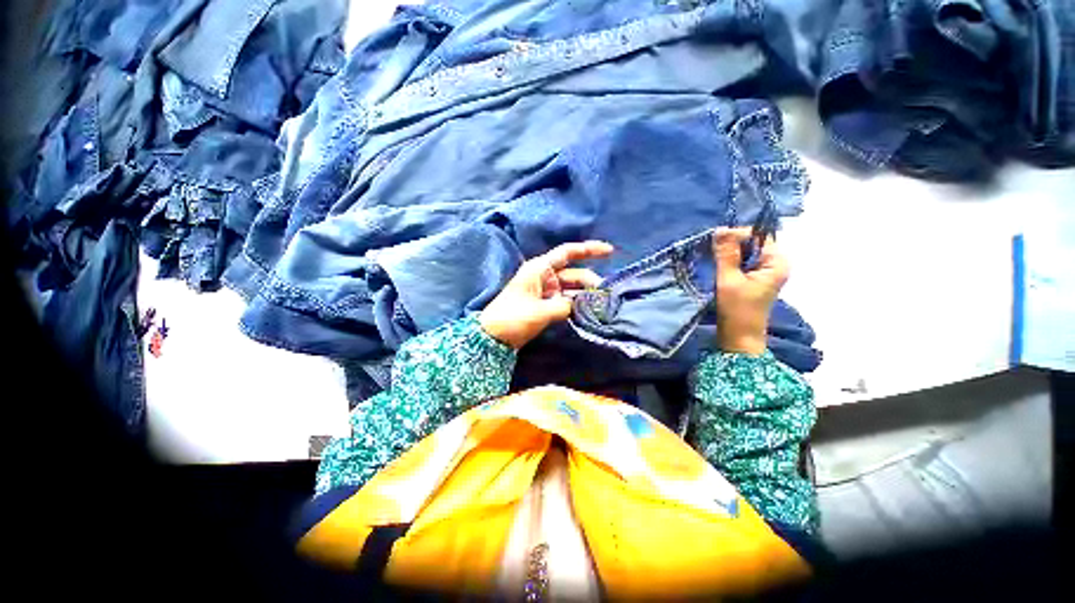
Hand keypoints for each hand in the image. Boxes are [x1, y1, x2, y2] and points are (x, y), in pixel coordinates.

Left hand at [480, 241, 613, 349]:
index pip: (567, 253)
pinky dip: (577, 304)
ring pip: (571, 288)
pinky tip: (589, 310)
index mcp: (540, 268)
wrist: (493, 336)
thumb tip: (580, 305)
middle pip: (574, 274)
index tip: (610, 251)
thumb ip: (564, 306)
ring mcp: (546, 291)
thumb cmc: (513, 317)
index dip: (589, 250)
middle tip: (606, 295)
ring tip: (601, 304)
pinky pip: (566, 300)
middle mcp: (545, 276)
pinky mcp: (546, 304)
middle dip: (590, 281)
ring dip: (585, 295)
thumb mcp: (540, 311)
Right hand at [712, 227, 789, 354]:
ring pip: (745, 252)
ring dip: (728, 254)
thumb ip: (726, 254)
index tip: (716, 242)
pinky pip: (742, 262)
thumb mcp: (729, 279)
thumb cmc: (737, 309)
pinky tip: (717, 266)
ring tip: (712, 258)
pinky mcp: (754, 278)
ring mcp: (765, 271)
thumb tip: (720, 230)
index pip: (758, 235)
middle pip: (752, 242)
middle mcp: (775, 263)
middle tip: (711, 251)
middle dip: (731, 244)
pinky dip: (729, 261)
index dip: (737, 235)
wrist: (739, 337)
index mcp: (776, 262)